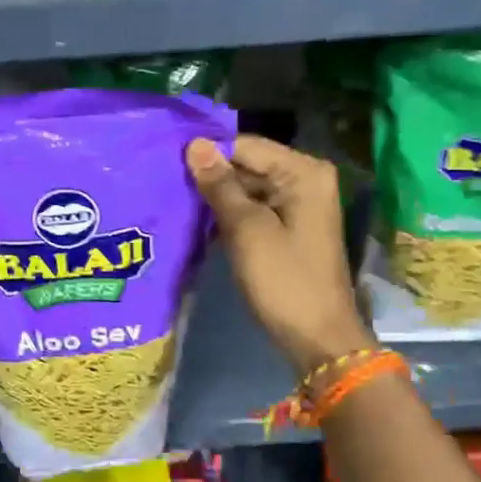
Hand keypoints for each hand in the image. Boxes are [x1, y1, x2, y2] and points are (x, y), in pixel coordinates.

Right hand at [186, 135, 373, 377]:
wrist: (316, 337)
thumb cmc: (283, 280)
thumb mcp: (247, 229)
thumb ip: (220, 185)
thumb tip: (196, 144)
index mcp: (302, 172)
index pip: (245, 145)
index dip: (207, 153)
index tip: (166, 162)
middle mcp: (305, 179)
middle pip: (247, 164)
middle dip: (210, 174)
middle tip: (164, 182)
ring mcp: (298, 204)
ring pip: (247, 187)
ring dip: (215, 196)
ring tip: (173, 198)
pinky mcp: (288, 226)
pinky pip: (253, 208)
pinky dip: (229, 214)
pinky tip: (197, 220)